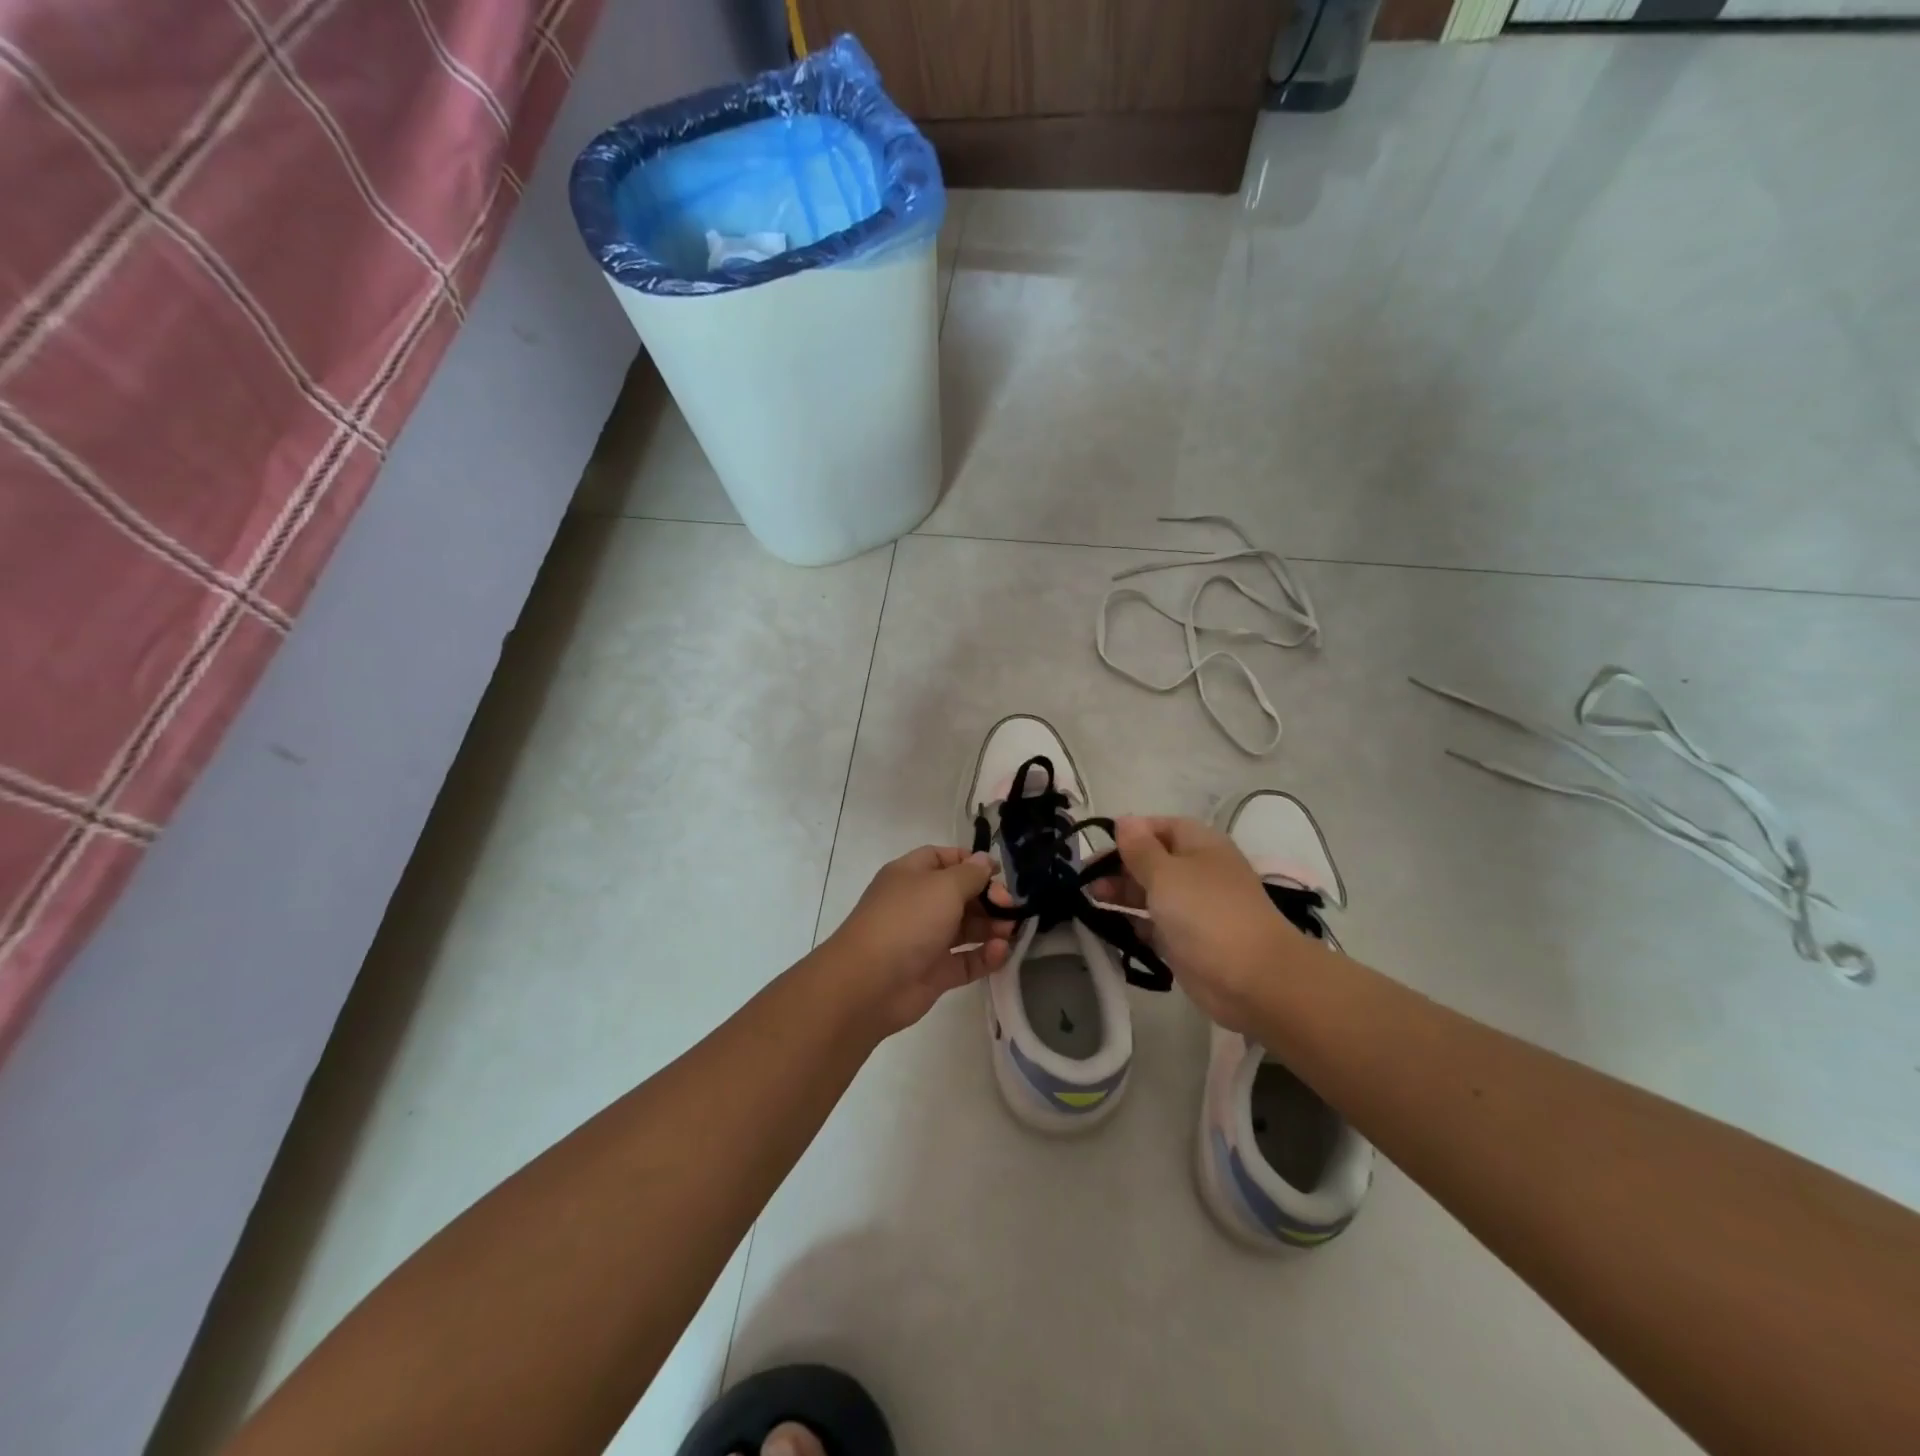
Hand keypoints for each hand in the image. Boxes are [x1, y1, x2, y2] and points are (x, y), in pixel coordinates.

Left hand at [824, 846, 1013, 1035]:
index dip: (970, 862)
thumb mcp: (943, 886)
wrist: (869, 983)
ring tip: (1011, 930)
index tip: (998, 873)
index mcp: (911, 875)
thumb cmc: (907, 921)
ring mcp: (925, 940)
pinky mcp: (934, 972)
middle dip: (988, 897)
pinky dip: (985, 956)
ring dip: (991, 926)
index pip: (942, 859)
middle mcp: (918, 904)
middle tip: (1010, 906)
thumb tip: (985, 861)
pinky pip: (966, 960)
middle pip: (959, 894)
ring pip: (965, 928)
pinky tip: (1002, 952)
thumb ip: (970, 874)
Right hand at [1103, 816, 1306, 1032]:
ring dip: (1121, 894)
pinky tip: (1107, 924)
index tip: (1098, 847)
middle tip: (1085, 880)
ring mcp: (1193, 908)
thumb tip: (1124, 820)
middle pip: (1151, 860)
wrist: (1252, 979)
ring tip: (1089, 899)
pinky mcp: (1187, 940)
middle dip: (1119, 866)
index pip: (1159, 827)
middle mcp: (1197, 871)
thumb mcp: (1165, 873)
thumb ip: (1139, 849)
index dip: (1129, 833)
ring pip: (1150, 893)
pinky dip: (1133, 922)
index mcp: (1199, 845)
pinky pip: (1154, 924)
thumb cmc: (1206, 913)